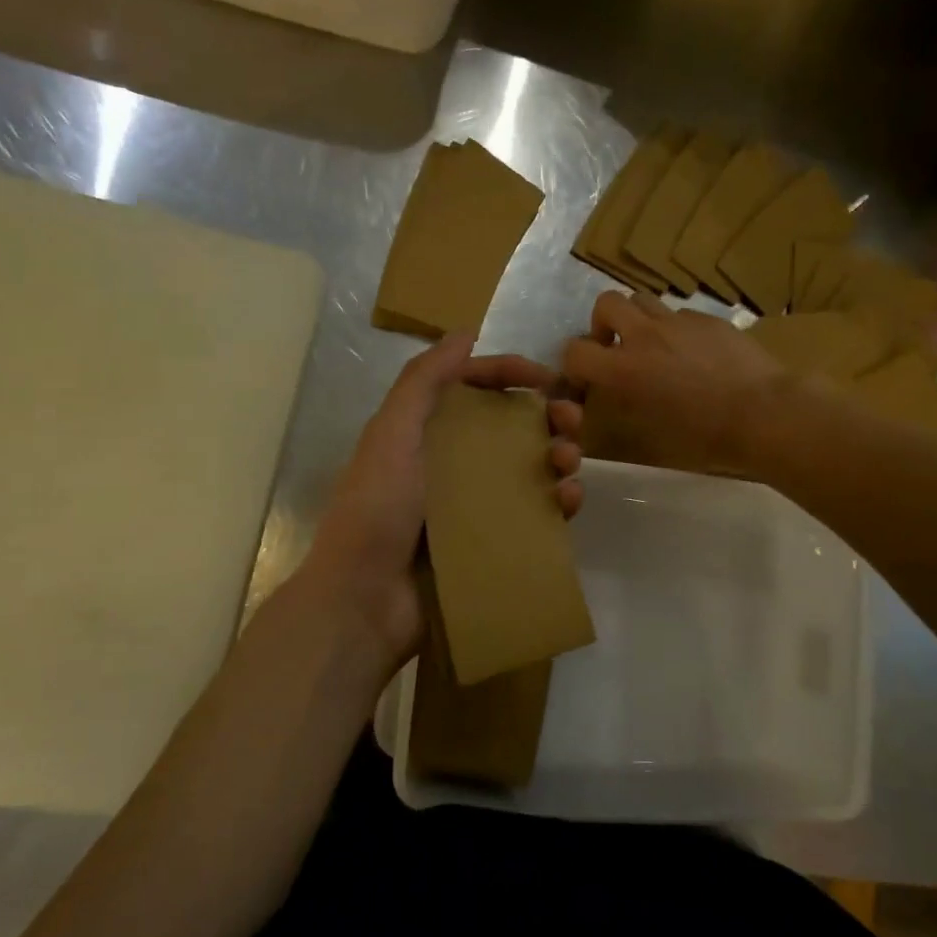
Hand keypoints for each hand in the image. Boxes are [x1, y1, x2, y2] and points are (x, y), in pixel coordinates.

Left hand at [297, 333, 583, 673]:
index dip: (509, 373)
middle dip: (547, 415)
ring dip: (558, 455)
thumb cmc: (376, 510)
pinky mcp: (494, 541)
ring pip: (531, 467)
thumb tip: (465, 334)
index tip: (547, 377)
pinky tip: (570, 500)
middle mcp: (454, 461)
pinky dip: (559, 502)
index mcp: (427, 431)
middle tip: (572, 420)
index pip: (475, 387)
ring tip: (568, 462)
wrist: (365, 602)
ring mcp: (476, 504)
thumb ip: (423, 382)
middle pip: (511, 425)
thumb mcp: (391, 435)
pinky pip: (537, 513)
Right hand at [558, 291, 790, 476]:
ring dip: (637, 319)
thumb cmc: (706, 437)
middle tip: (617, 347)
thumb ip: (624, 408)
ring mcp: (679, 322)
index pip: (575, 351)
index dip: (574, 364)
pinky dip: (674, 329)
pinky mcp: (709, 319)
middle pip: (606, 303)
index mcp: (625, 370)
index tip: (587, 379)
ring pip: (643, 299)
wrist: (764, 413)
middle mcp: (645, 336)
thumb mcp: (652, 434)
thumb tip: (613, 397)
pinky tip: (694, 353)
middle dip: (603, 324)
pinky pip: (680, 314)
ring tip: (653, 345)